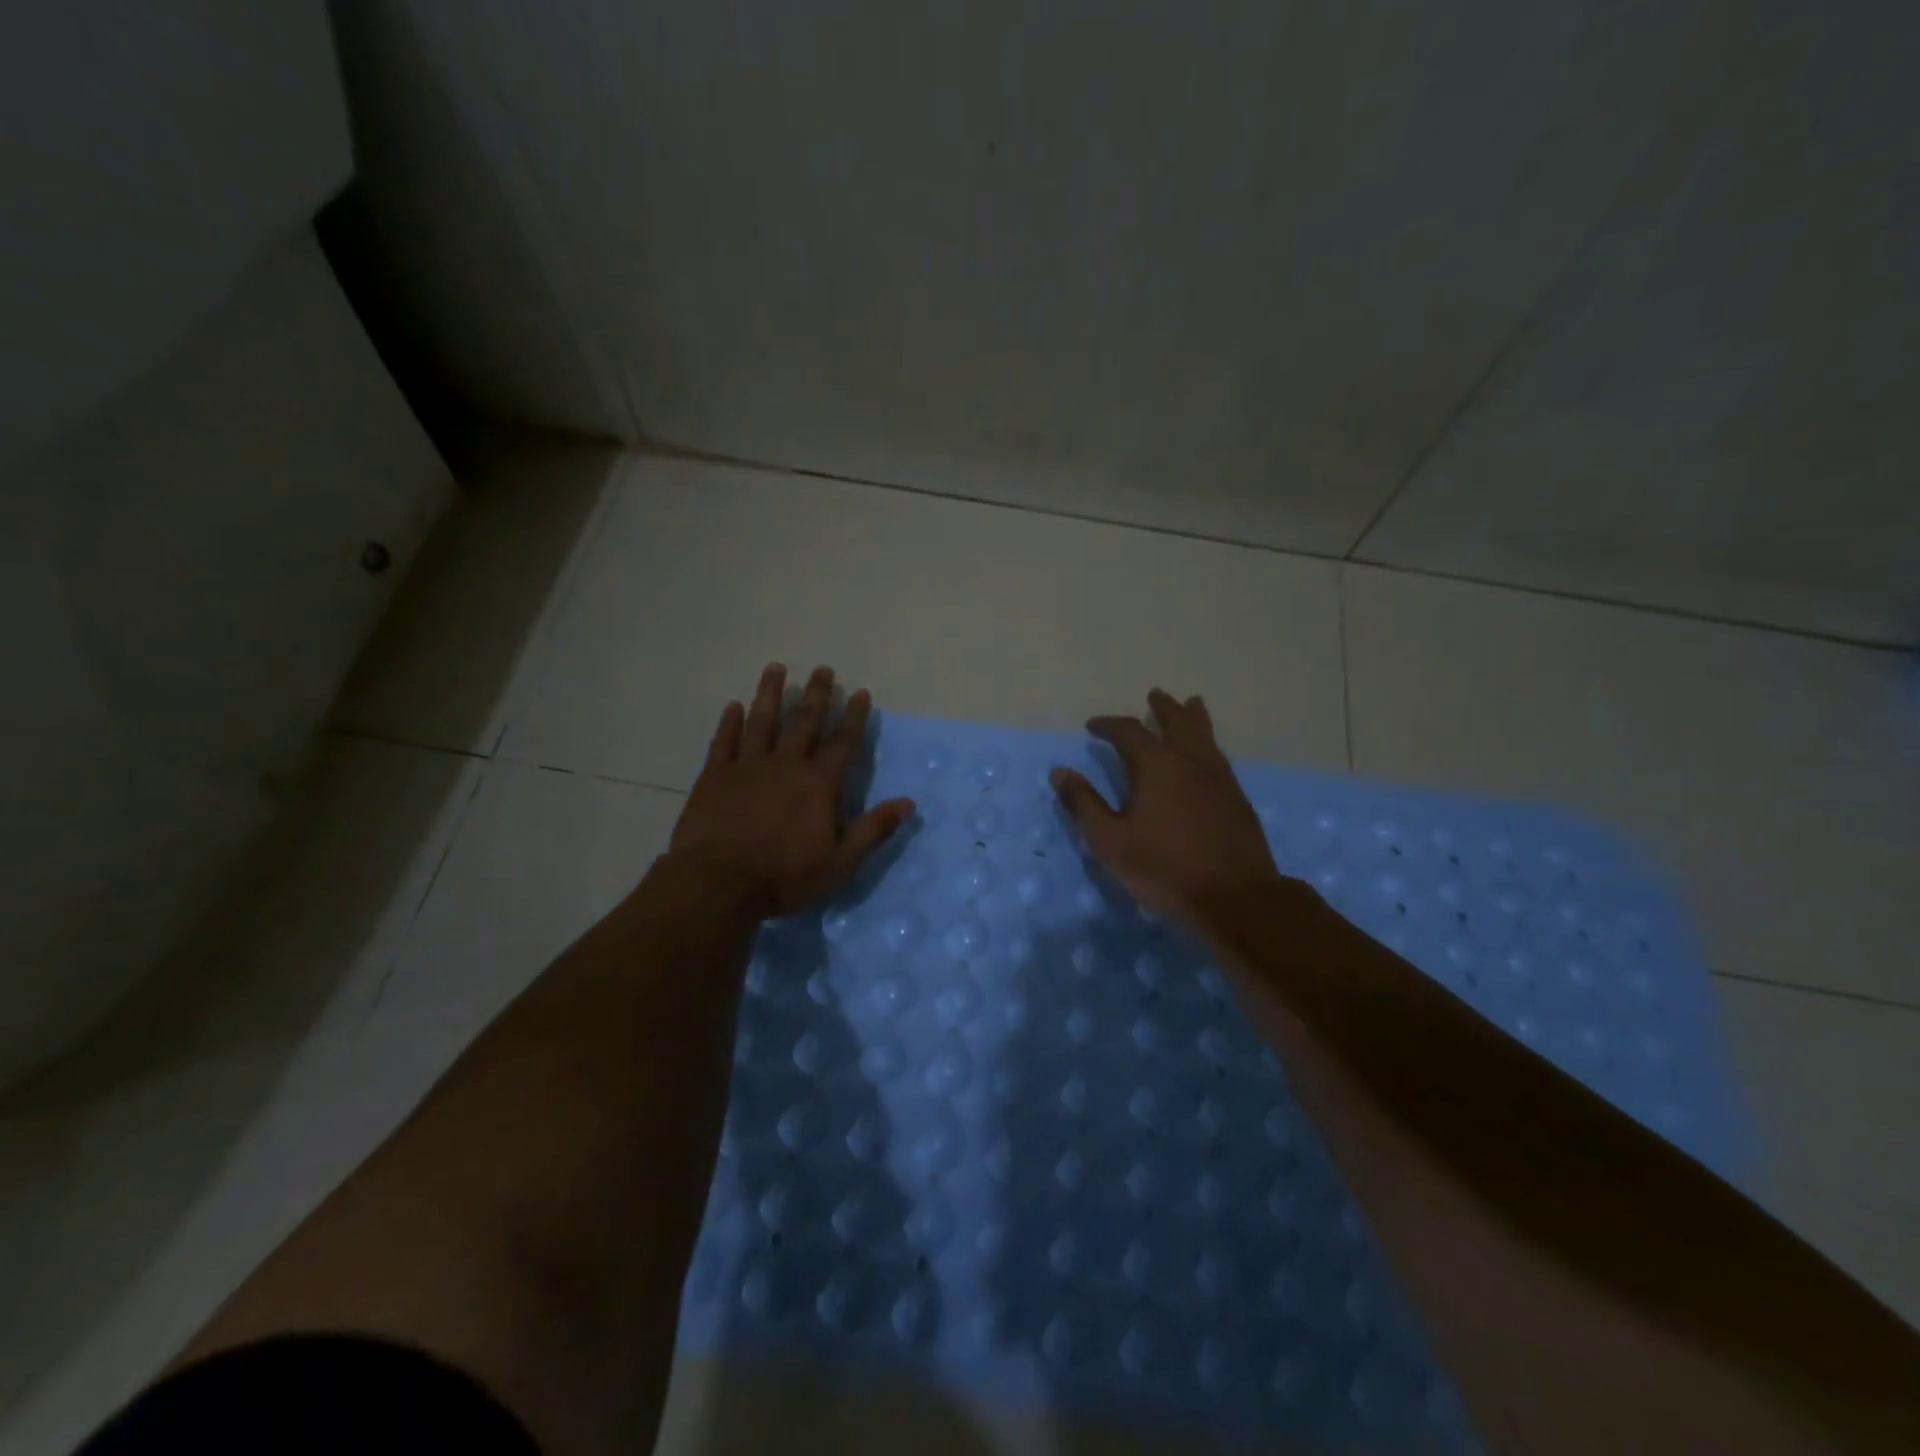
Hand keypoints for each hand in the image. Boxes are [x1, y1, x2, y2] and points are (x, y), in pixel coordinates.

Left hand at [668, 665, 914, 917]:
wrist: (718, 884)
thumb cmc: (785, 876)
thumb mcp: (841, 862)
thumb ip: (873, 830)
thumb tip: (908, 803)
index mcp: (819, 783)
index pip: (844, 742)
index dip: (854, 716)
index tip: (860, 692)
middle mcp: (786, 764)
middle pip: (804, 721)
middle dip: (817, 695)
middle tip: (823, 669)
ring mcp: (747, 766)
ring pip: (762, 721)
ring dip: (770, 693)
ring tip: (776, 668)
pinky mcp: (714, 776)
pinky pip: (724, 741)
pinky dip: (729, 722)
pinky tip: (733, 706)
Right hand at [1052, 689, 1288, 930]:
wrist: (1235, 896)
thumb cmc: (1164, 868)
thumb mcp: (1111, 841)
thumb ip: (1084, 804)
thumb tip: (1059, 772)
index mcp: (1156, 765)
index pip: (1128, 731)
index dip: (1108, 725)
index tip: (1093, 726)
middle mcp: (1190, 760)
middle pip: (1177, 721)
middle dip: (1163, 707)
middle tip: (1155, 695)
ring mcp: (1219, 777)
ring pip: (1205, 734)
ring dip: (1193, 717)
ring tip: (1191, 704)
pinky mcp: (1237, 797)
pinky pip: (1218, 755)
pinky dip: (1207, 742)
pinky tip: (1206, 754)